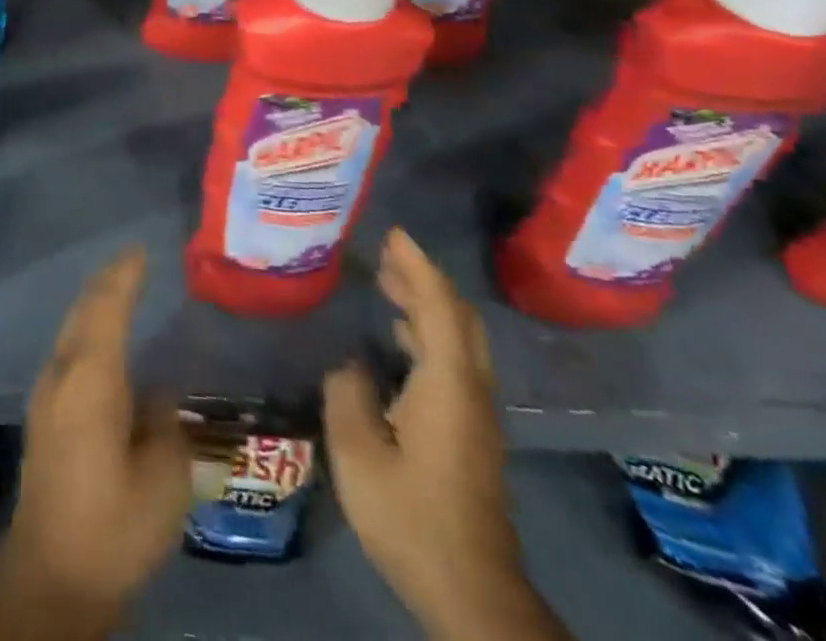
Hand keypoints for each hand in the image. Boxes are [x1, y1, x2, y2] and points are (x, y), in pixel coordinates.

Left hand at [0, 248, 191, 624]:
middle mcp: (61, 373)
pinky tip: (105, 341)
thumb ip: (165, 424)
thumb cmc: (113, 527)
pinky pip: (70, 350)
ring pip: (73, 328)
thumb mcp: (163, 481)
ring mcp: (46, 392)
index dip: (125, 275)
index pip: (107, 307)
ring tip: (124, 289)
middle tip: (134, 262)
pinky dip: (90, 330)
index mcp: (91, 378)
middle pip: (83, 310)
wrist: (50, 577)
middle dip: (107, 281)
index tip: (142, 250)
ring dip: (96, 304)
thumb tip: (158, 391)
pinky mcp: (43, 414)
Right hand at [323, 229, 561, 640]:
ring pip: (460, 340)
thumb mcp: (358, 452)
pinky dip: (430, 332)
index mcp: (448, 386)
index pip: (439, 308)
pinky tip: (400, 337)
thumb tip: (348, 361)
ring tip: (389, 282)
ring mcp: (477, 415)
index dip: (418, 267)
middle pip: (459, 319)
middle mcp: (471, 392)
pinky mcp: (472, 434)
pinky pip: (455, 361)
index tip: (394, 233)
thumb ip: (348, 394)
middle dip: (426, 279)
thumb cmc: (411, 515)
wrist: (472, 592)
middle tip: (387, 251)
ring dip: (428, 304)